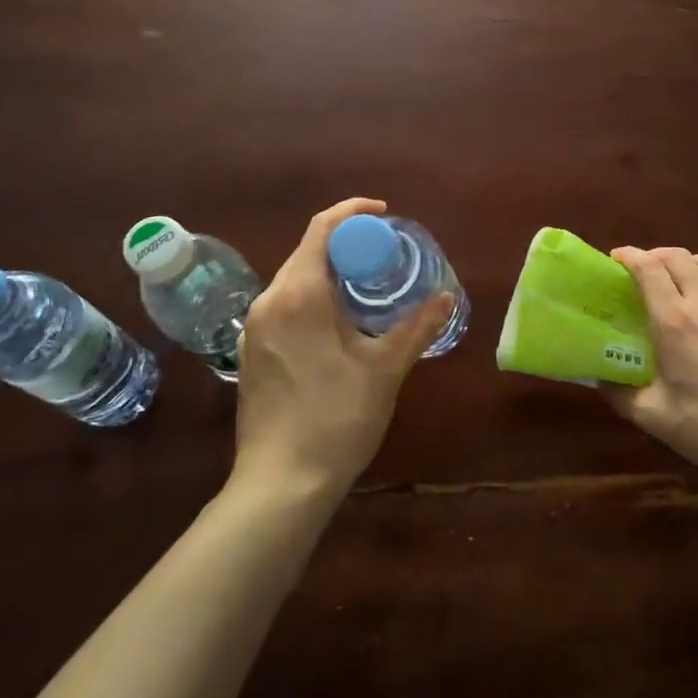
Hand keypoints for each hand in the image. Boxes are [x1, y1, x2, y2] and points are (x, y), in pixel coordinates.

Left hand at [232, 198, 453, 497]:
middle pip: (308, 251)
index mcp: (298, 294)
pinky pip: (285, 305)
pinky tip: (339, 324)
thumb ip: (416, 327)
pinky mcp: (251, 352)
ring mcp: (254, 328)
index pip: (322, 229)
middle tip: (386, 256)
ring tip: (368, 288)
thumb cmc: (336, 419)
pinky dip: (314, 298)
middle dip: (347, 245)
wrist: (280, 484)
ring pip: (295, 279)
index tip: (385, 216)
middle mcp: (268, 301)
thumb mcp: (384, 369)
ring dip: (331, 273)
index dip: (354, 213)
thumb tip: (446, 297)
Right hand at [607, 245, 697, 487]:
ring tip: (678, 273)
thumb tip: (597, 378)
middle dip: (655, 255)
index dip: (629, 256)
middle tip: (642, 271)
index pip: (648, 269)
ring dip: (688, 260)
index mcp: (674, 322)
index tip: (615, 260)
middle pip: (677, 257)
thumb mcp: (654, 417)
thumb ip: (619, 394)